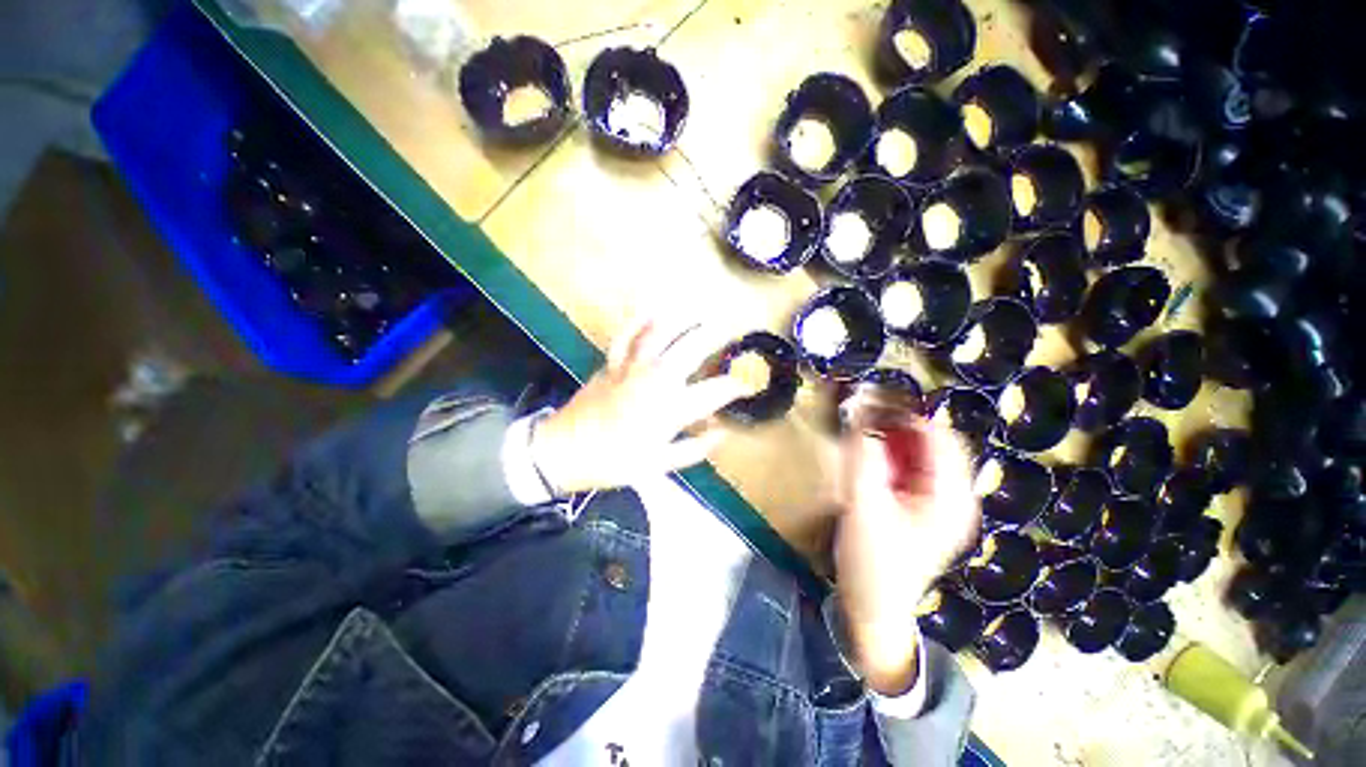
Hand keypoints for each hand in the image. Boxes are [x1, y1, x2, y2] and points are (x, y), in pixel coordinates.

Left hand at [530, 317, 747, 494]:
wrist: (565, 451)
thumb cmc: (615, 461)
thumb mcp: (660, 465)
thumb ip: (695, 448)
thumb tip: (721, 433)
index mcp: (671, 408)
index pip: (715, 391)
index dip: (735, 387)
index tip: (746, 386)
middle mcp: (656, 380)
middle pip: (692, 348)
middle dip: (715, 335)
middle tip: (730, 328)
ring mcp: (632, 366)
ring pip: (661, 333)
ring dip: (683, 318)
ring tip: (699, 309)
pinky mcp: (612, 362)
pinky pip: (627, 335)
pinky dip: (639, 320)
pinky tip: (651, 309)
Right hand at [834, 414, 979, 694]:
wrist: (875, 608)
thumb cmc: (873, 563)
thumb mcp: (863, 505)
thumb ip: (862, 457)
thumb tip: (859, 412)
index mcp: (951, 497)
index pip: (939, 437)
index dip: (906, 413)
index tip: (871, 400)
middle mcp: (955, 496)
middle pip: (933, 442)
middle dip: (898, 425)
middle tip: (862, 417)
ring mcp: (941, 503)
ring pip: (921, 453)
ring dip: (892, 439)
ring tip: (862, 437)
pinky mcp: (923, 507)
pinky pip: (911, 469)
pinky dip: (890, 456)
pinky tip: (869, 461)